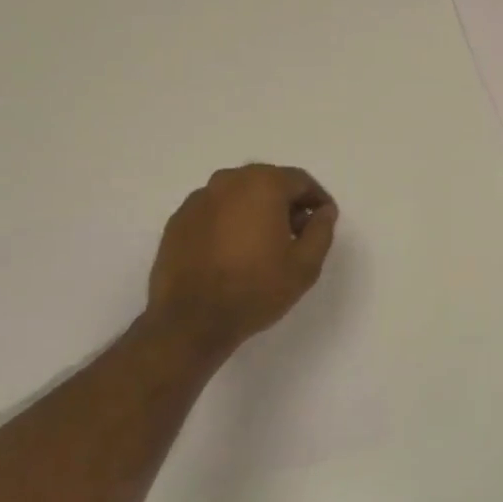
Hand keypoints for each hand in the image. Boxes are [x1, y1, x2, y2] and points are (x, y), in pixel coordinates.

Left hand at [146, 164, 337, 356]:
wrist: (191, 320)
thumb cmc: (256, 289)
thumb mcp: (305, 266)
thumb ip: (321, 231)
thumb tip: (324, 212)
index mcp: (263, 185)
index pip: (300, 181)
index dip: (317, 200)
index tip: (323, 221)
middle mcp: (228, 181)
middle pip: (267, 181)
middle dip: (286, 202)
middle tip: (296, 233)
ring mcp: (198, 199)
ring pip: (238, 194)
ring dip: (256, 210)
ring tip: (263, 244)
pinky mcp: (178, 220)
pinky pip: (214, 211)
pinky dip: (228, 221)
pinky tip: (232, 251)